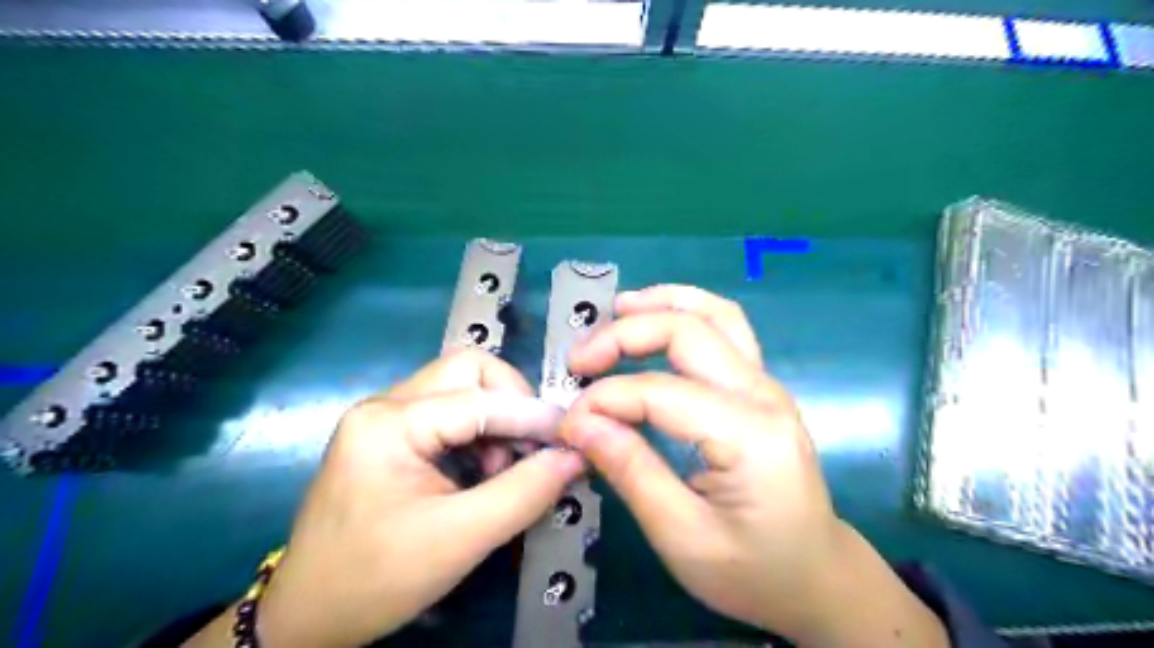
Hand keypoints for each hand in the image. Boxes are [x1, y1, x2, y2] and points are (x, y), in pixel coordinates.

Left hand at [254, 349, 585, 647]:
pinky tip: (483, 471)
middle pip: (467, 371)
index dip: (531, 414)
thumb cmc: (375, 579)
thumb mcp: (460, 539)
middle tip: (529, 448)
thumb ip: (525, 492)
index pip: (478, 398)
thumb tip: (574, 456)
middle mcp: (384, 405)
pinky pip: (449, 412)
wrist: (307, 619)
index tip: (570, 437)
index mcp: (389, 422)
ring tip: (502, 468)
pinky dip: (479, 433)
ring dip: (495, 420)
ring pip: (461, 388)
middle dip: (510, 403)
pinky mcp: (390, 435)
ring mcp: (385, 417)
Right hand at [560, 285, 945, 647]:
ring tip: (615, 310)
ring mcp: (766, 384)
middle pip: (688, 332)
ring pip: (715, 314)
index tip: (567, 423)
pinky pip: (725, 329)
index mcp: (749, 435)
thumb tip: (578, 424)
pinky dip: (685, 312)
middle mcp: (763, 394)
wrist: (816, 577)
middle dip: (623, 335)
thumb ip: (630, 472)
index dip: (604, 400)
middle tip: (578, 361)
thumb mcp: (682, 537)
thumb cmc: (753, 571)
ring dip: (661, 303)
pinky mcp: (760, 387)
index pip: (659, 392)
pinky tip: (656, 319)